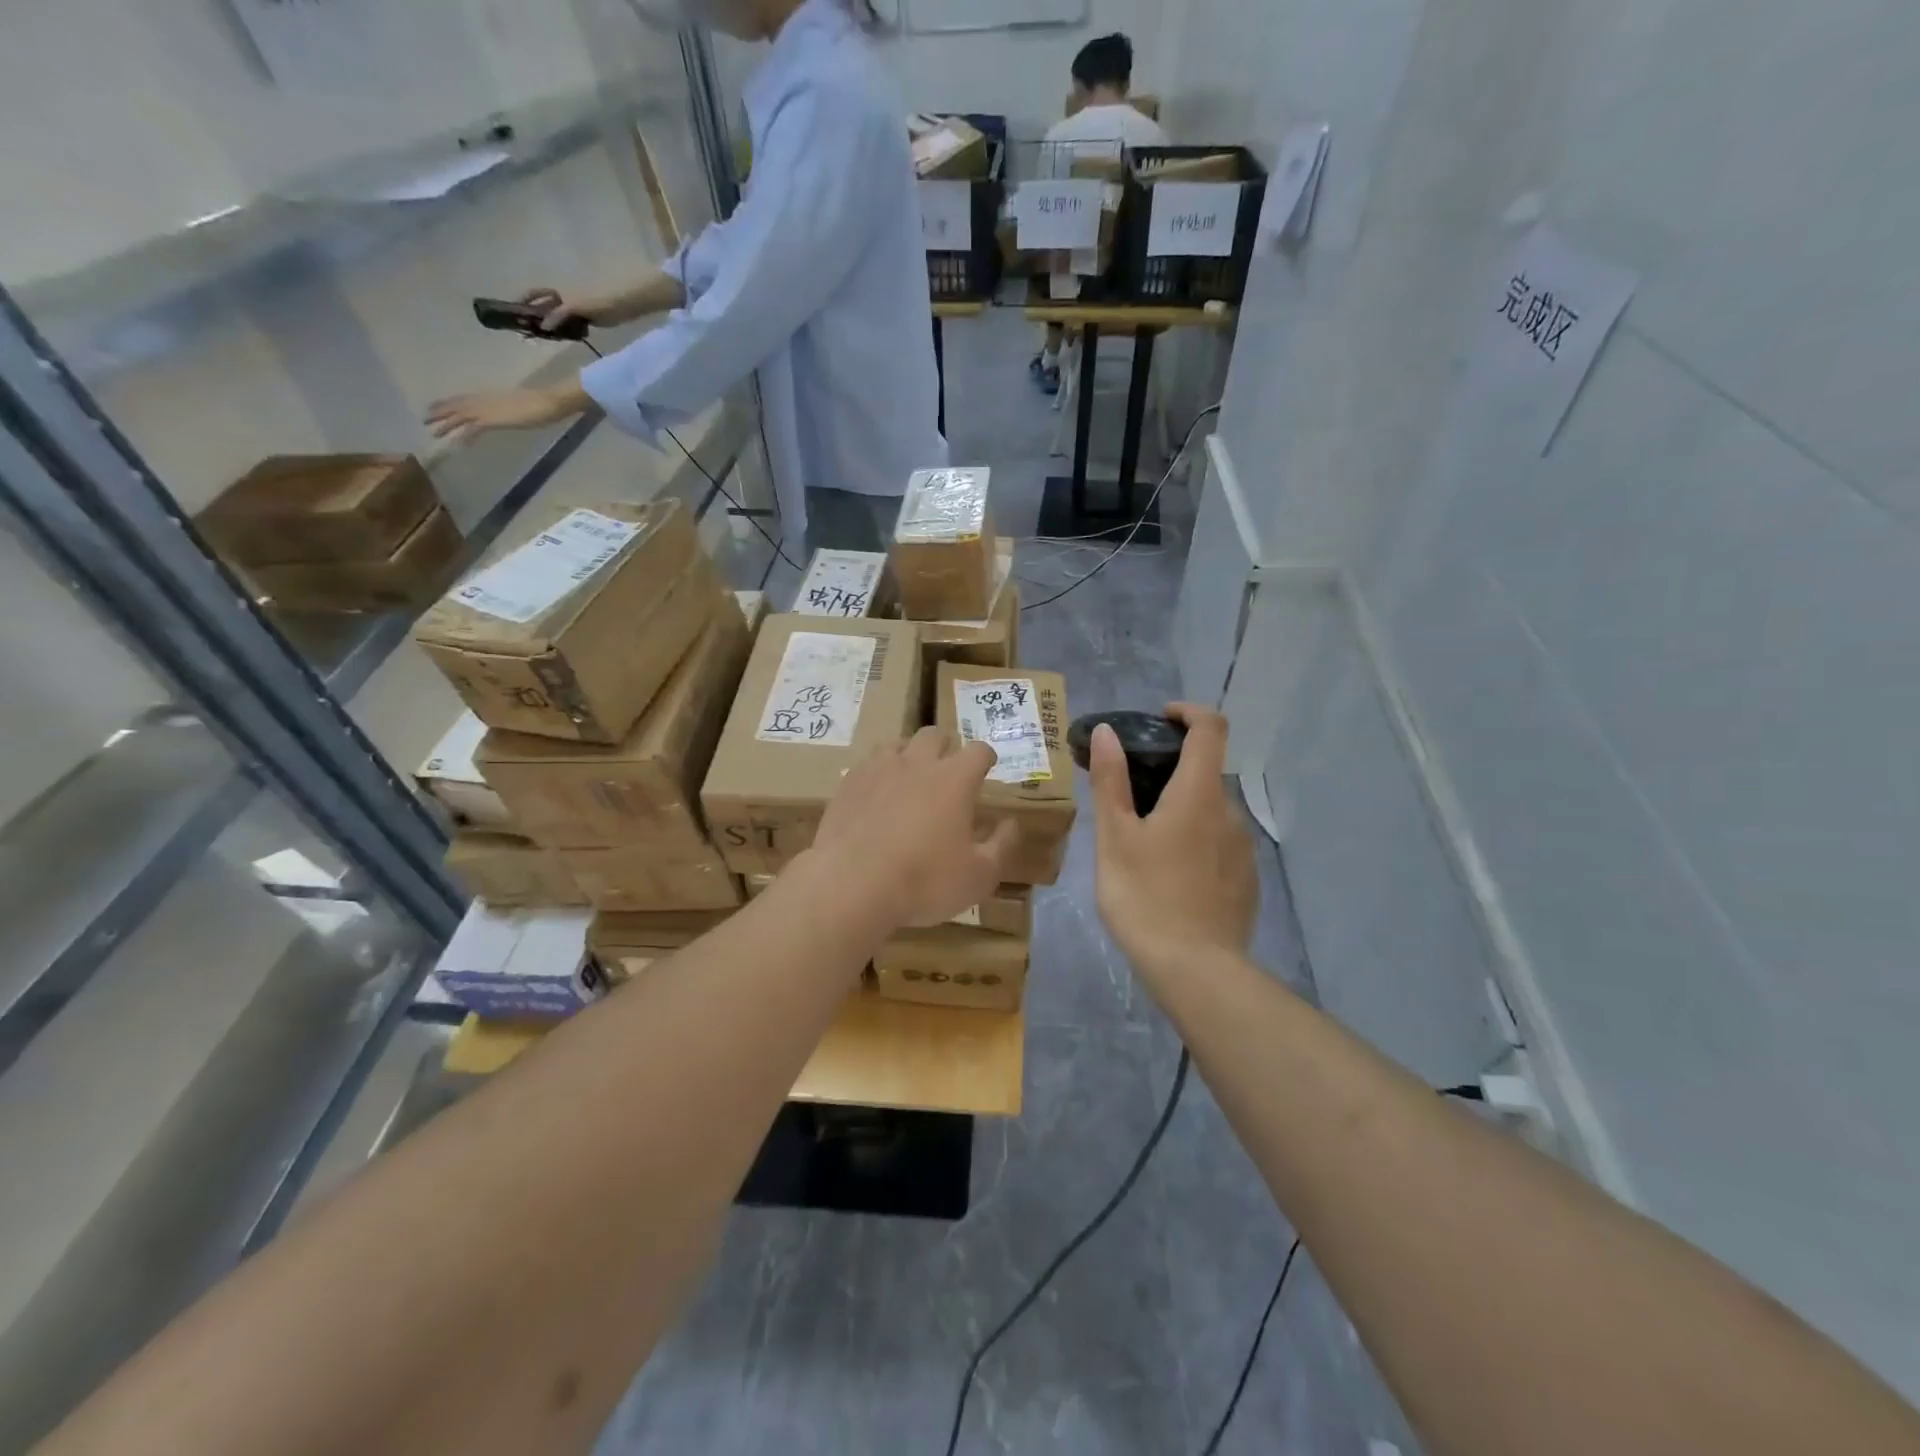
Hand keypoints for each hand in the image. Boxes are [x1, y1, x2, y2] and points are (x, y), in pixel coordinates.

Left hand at [424, 384, 585, 442]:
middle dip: (440, 412)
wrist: (546, 402)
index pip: (464, 399)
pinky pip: (473, 429)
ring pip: (459, 416)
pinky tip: (457, 444)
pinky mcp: (492, 420)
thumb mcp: (520, 404)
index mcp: (490, 396)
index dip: (449, 403)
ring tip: (433, 432)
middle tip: (425, 420)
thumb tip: (508, 410)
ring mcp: (487, 410)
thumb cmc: (540, 402)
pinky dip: (464, 436)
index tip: (436, 406)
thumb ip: (510, 407)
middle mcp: (484, 401)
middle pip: (456, 406)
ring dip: (445, 424)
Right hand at [519, 286, 620, 332]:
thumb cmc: (597, 301)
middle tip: (528, 331)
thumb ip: (558, 315)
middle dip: (536, 318)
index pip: (535, 294)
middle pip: (544, 308)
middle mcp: (562, 300)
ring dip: (550, 328)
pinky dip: (564, 333)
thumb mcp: (574, 307)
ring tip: (542, 338)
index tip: (514, 312)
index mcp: (557, 292)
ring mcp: (573, 311)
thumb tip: (542, 327)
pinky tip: (560, 340)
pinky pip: (569, 327)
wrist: (621, 306)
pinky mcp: (584, 321)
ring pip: (556, 319)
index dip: (523, 300)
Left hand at [808, 728, 1020, 931]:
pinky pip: (867, 765)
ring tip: (910, 777)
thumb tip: (1012, 824)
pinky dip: (878, 774)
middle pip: (934, 735)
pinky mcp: (848, 784)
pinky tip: (876, 795)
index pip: (978, 750)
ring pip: (897, 744)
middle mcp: (917, 762)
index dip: (986, 756)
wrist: (851, 884)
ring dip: (909, 755)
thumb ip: (1002, 846)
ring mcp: (878, 769)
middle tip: (947, 770)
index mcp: (955, 778)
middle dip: (945, 747)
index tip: (988, 767)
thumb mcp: (978, 876)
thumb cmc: (924, 881)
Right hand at [1089, 704, 1258, 976]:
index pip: (1210, 729)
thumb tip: (1109, 732)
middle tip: (1128, 794)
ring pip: (1210, 812)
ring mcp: (1243, 850)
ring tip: (1141, 840)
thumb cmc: (1145, 896)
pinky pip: (1218, 844)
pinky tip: (1167, 875)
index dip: (1188, 713)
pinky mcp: (1246, 881)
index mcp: (1199, 794)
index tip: (1159, 719)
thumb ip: (1111, 780)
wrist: (1195, 970)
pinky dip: (1194, 841)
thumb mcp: (1114, 837)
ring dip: (1180, 810)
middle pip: (1205, 773)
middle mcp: (1229, 813)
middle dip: (1170, 771)